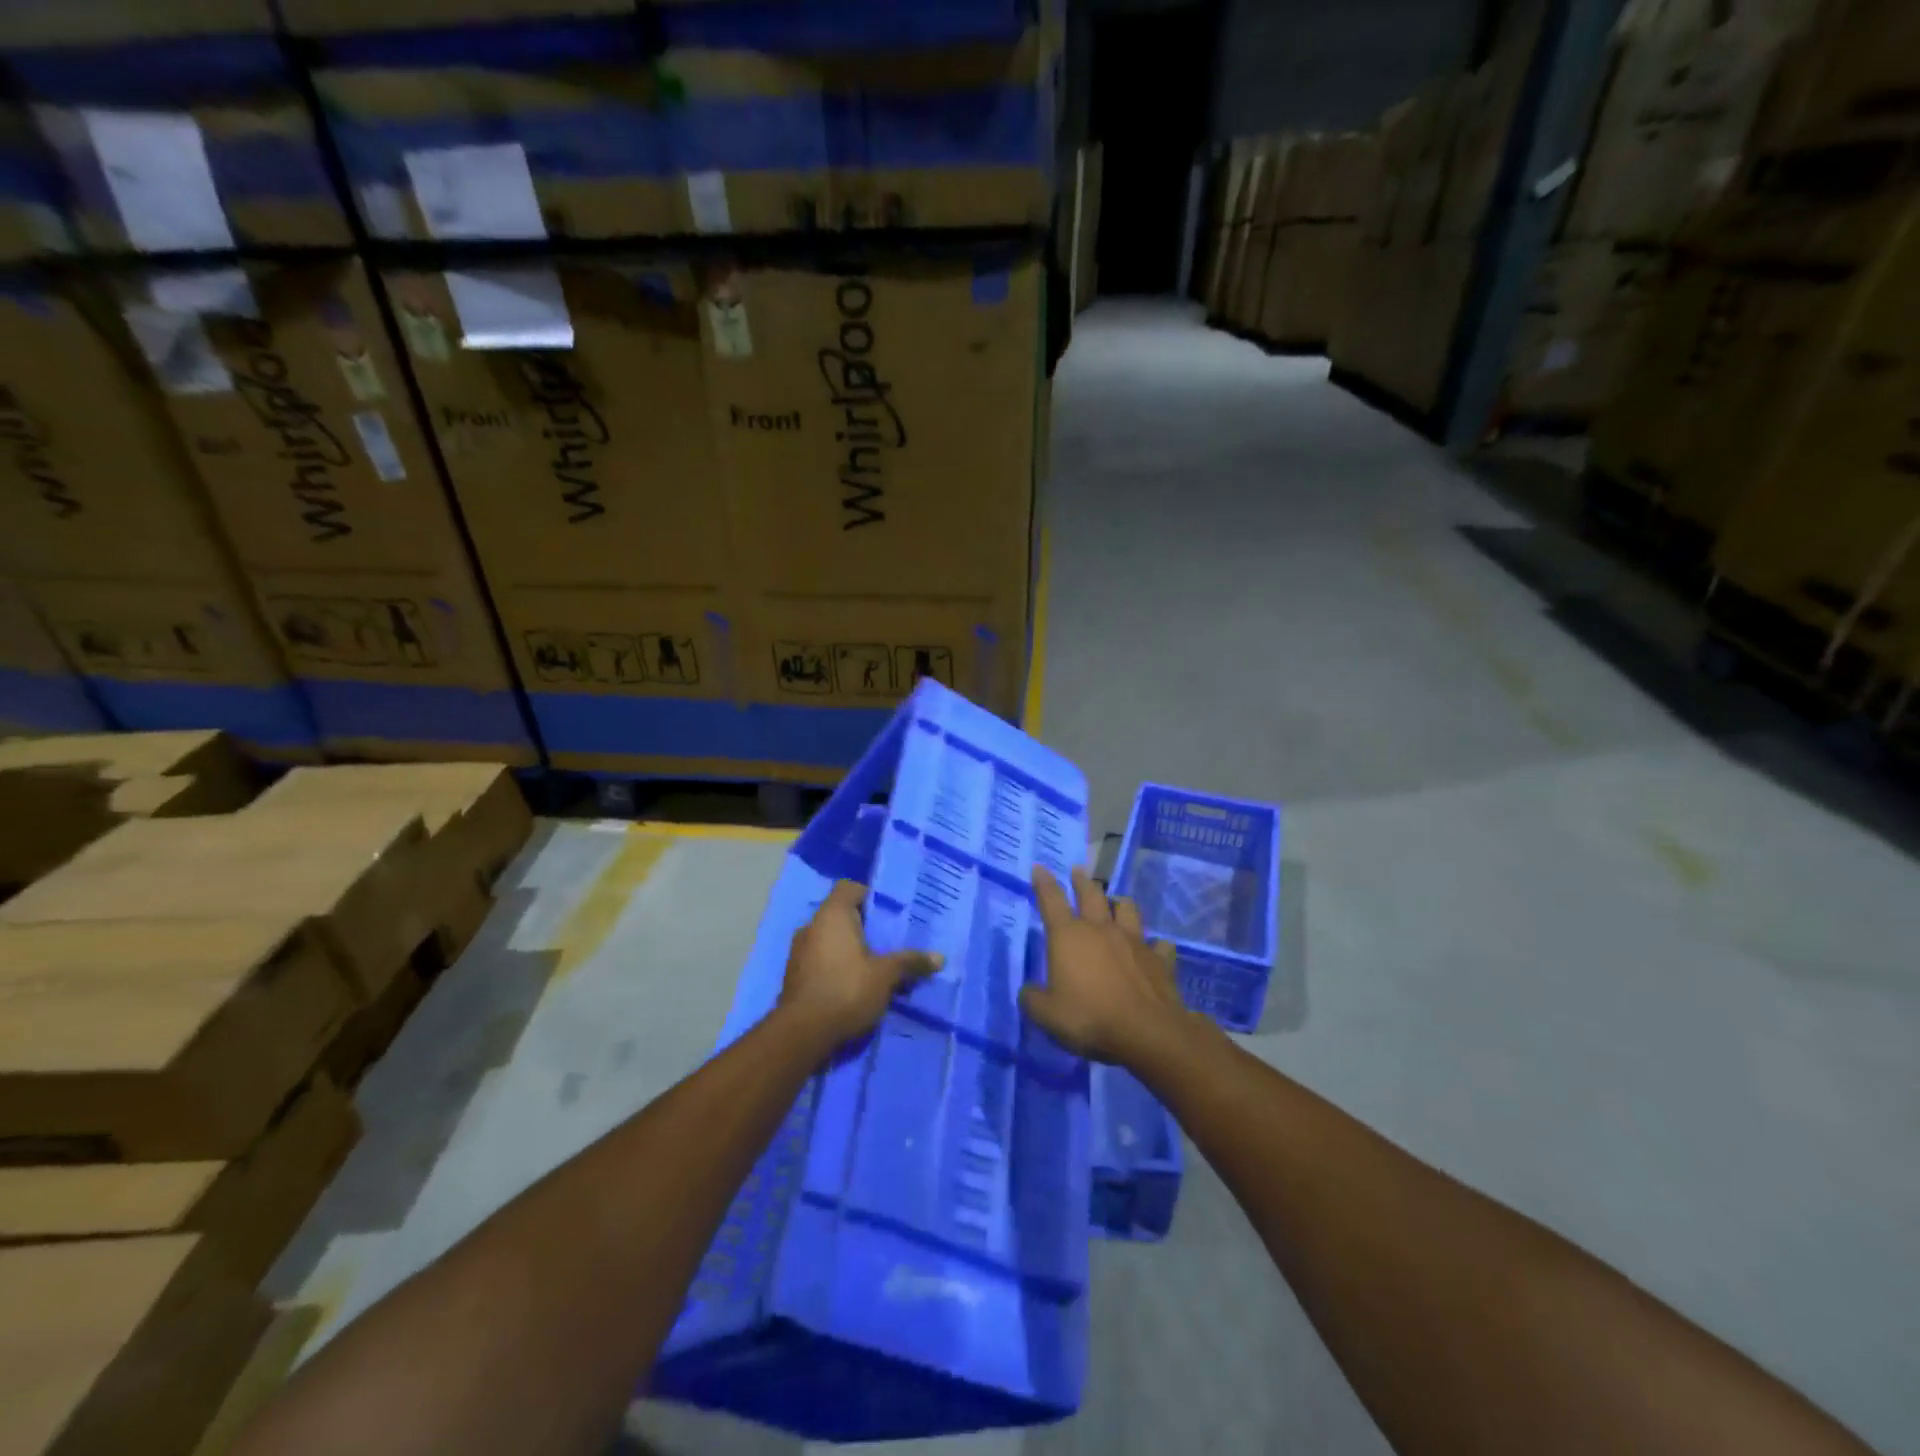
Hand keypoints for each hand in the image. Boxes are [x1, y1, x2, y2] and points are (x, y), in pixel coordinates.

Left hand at [780, 881, 941, 1046]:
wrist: (801, 1034)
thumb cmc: (846, 990)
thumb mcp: (886, 976)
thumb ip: (910, 962)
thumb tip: (940, 957)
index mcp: (832, 915)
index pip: (849, 888)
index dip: (870, 895)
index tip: (889, 913)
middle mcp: (811, 926)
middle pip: (841, 914)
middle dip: (864, 926)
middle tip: (889, 940)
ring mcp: (798, 951)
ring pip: (830, 939)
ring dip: (849, 948)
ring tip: (874, 964)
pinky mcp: (794, 976)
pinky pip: (820, 959)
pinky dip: (836, 965)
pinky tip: (854, 984)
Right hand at [1020, 865, 1194, 1065]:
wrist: (1146, 1031)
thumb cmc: (1089, 1017)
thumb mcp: (1047, 1015)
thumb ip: (1033, 1000)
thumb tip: (1029, 992)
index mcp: (1068, 936)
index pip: (1051, 900)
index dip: (1043, 883)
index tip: (1040, 867)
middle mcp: (1100, 929)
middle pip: (1091, 894)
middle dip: (1082, 881)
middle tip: (1078, 871)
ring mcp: (1133, 941)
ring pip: (1127, 909)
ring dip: (1120, 903)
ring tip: (1117, 902)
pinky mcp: (1159, 959)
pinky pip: (1158, 944)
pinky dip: (1155, 945)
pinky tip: (1156, 948)